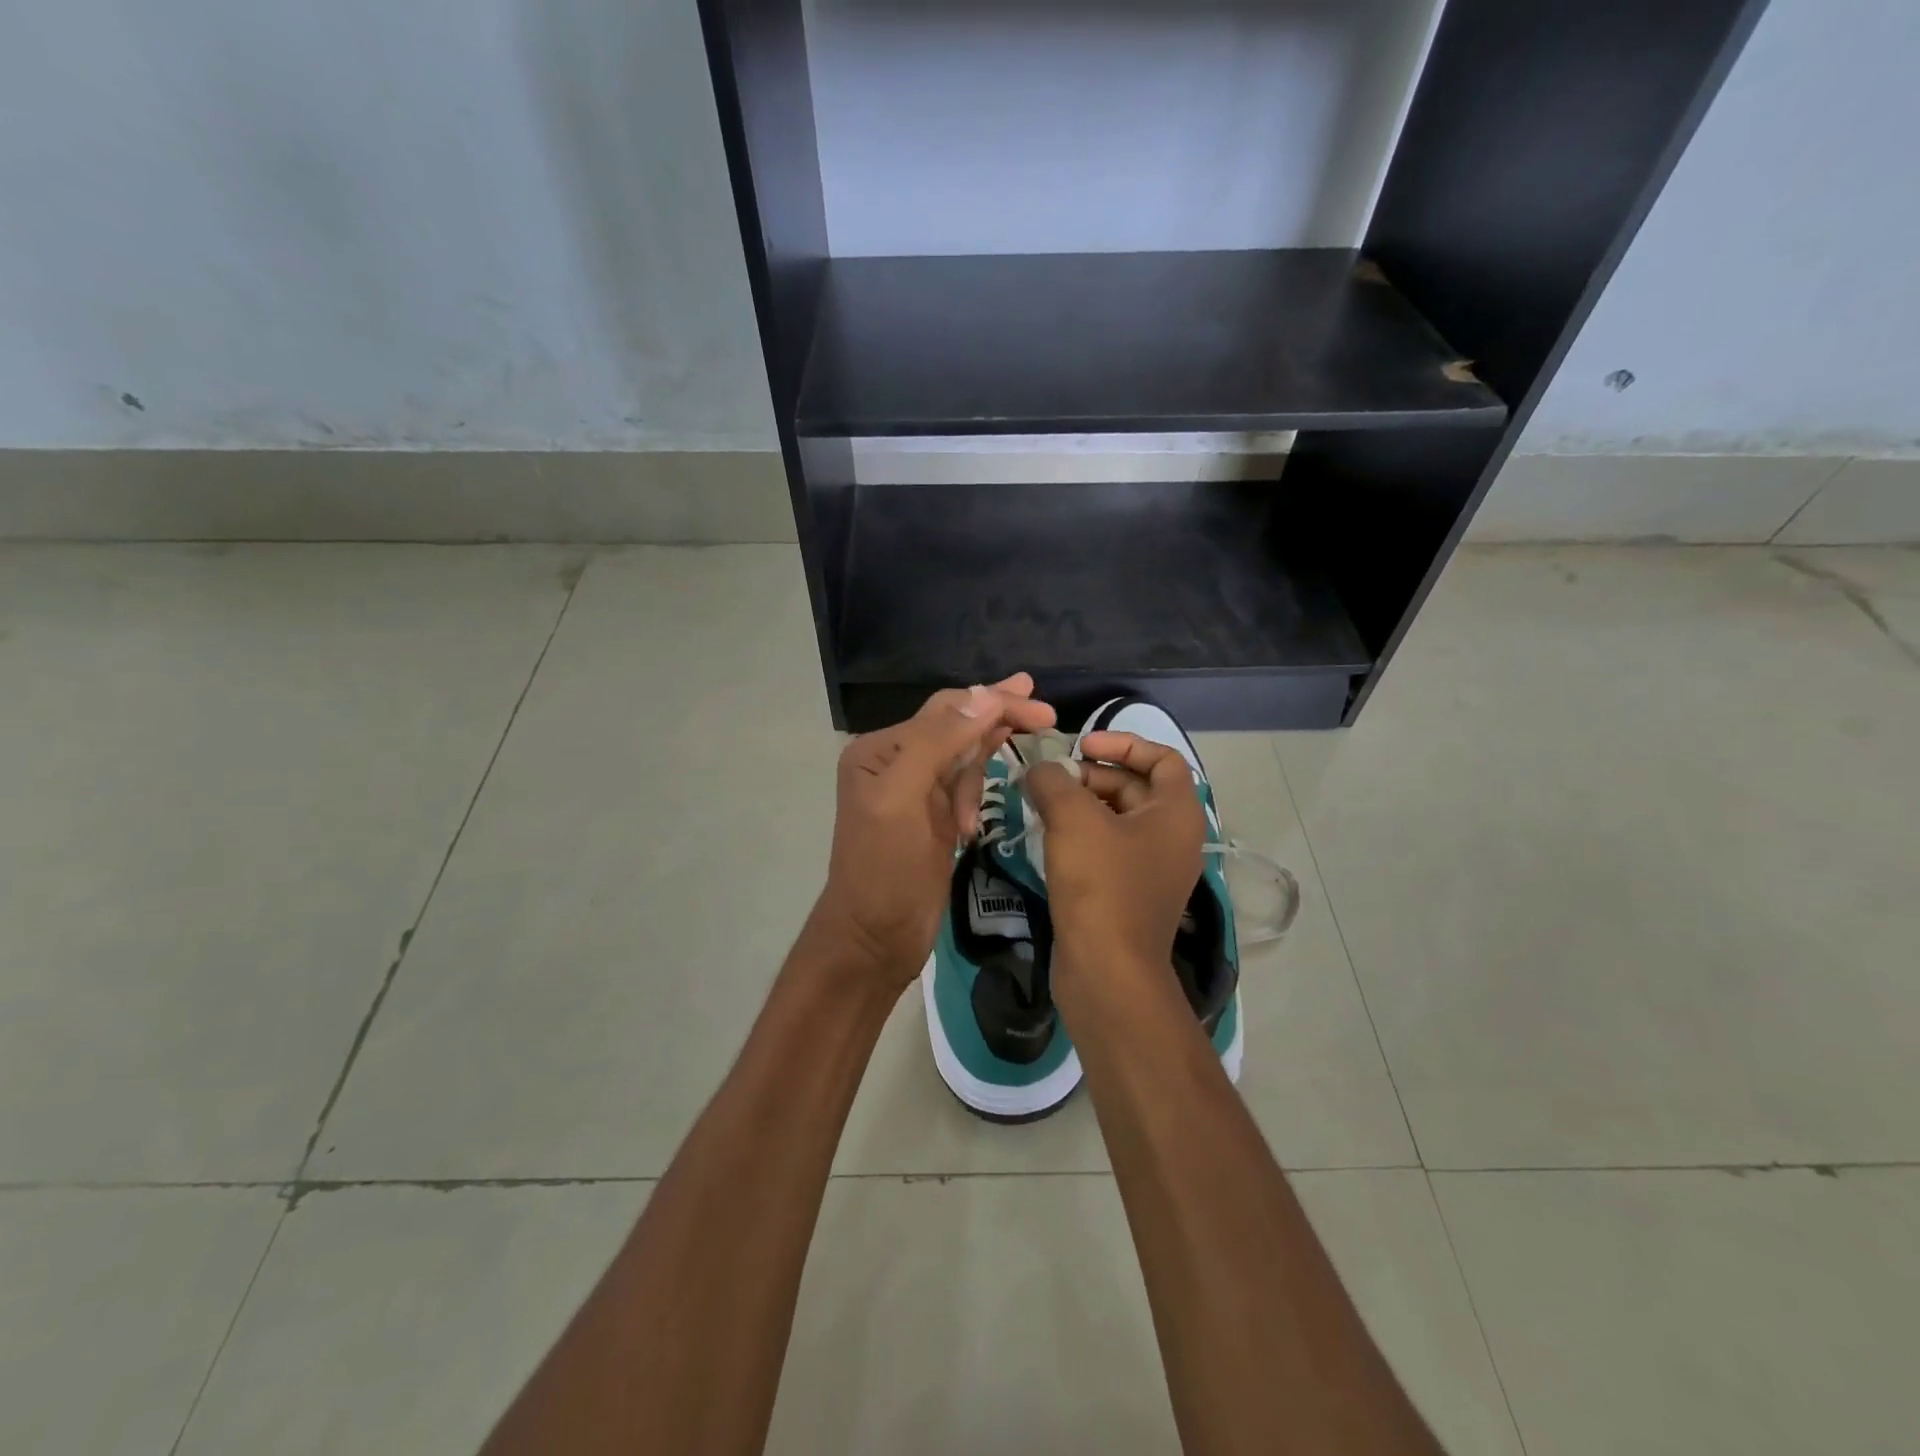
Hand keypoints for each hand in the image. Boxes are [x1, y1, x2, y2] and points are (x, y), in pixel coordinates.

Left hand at [808, 675, 1056, 993]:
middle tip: (1045, 714)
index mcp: (880, 750)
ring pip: (963, 756)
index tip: (1042, 708)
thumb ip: (938, 743)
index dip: (993, 703)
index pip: (946, 710)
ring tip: (994, 787)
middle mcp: (895, 762)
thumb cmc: (884, 869)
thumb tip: (985, 696)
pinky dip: (975, 793)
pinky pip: (964, 786)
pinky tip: (972, 822)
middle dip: (998, 719)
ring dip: (984, 765)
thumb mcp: (904, 799)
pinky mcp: (933, 818)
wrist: (874, 939)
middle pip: (956, 726)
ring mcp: (915, 791)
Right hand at [1022, 731, 1204, 999]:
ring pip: (1118, 819)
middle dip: (1092, 776)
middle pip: (1135, 787)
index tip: (1081, 747)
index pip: (1162, 758)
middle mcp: (1173, 838)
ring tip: (1041, 804)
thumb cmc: (1100, 885)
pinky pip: (1108, 849)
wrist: (1107, 970)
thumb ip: (1054, 782)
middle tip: (1051, 781)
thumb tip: (1041, 770)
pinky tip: (1047, 837)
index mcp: (1177, 813)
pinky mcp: (1129, 894)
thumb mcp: (1073, 820)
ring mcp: (1152, 869)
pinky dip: (1082, 835)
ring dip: (1082, 805)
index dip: (1123, 742)